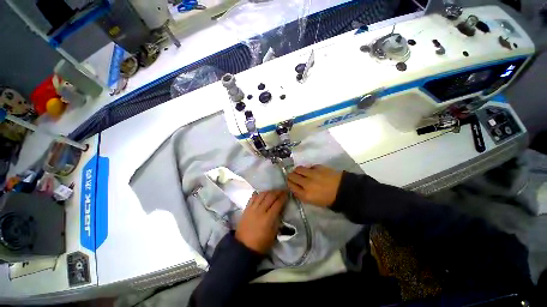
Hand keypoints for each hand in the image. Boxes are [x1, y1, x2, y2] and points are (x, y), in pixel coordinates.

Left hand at [235, 190, 287, 253]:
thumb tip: (280, 210)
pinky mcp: (246, 209)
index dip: (283, 197)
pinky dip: (258, 194)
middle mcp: (260, 211)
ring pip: (262, 195)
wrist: (243, 247)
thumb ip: (277, 220)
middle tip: (282, 190)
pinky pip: (253, 197)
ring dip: (269, 191)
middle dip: (277, 192)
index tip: (287, 193)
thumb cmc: (261, 243)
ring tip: (273, 191)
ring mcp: (252, 208)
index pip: (278, 203)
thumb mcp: (273, 234)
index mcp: (268, 218)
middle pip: (270, 197)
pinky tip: (262, 193)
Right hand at [287, 165, 341, 206]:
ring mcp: (312, 174)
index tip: (289, 181)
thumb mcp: (313, 202)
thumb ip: (302, 195)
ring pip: (298, 169)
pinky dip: (307, 168)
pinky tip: (310, 171)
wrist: (343, 190)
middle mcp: (306, 183)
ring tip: (299, 171)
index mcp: (305, 194)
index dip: (289, 183)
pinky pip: (308, 166)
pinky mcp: (318, 167)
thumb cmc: (328, 199)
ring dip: (297, 170)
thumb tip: (295, 188)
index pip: (291, 186)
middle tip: (292, 176)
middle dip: (290, 176)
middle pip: (292, 176)